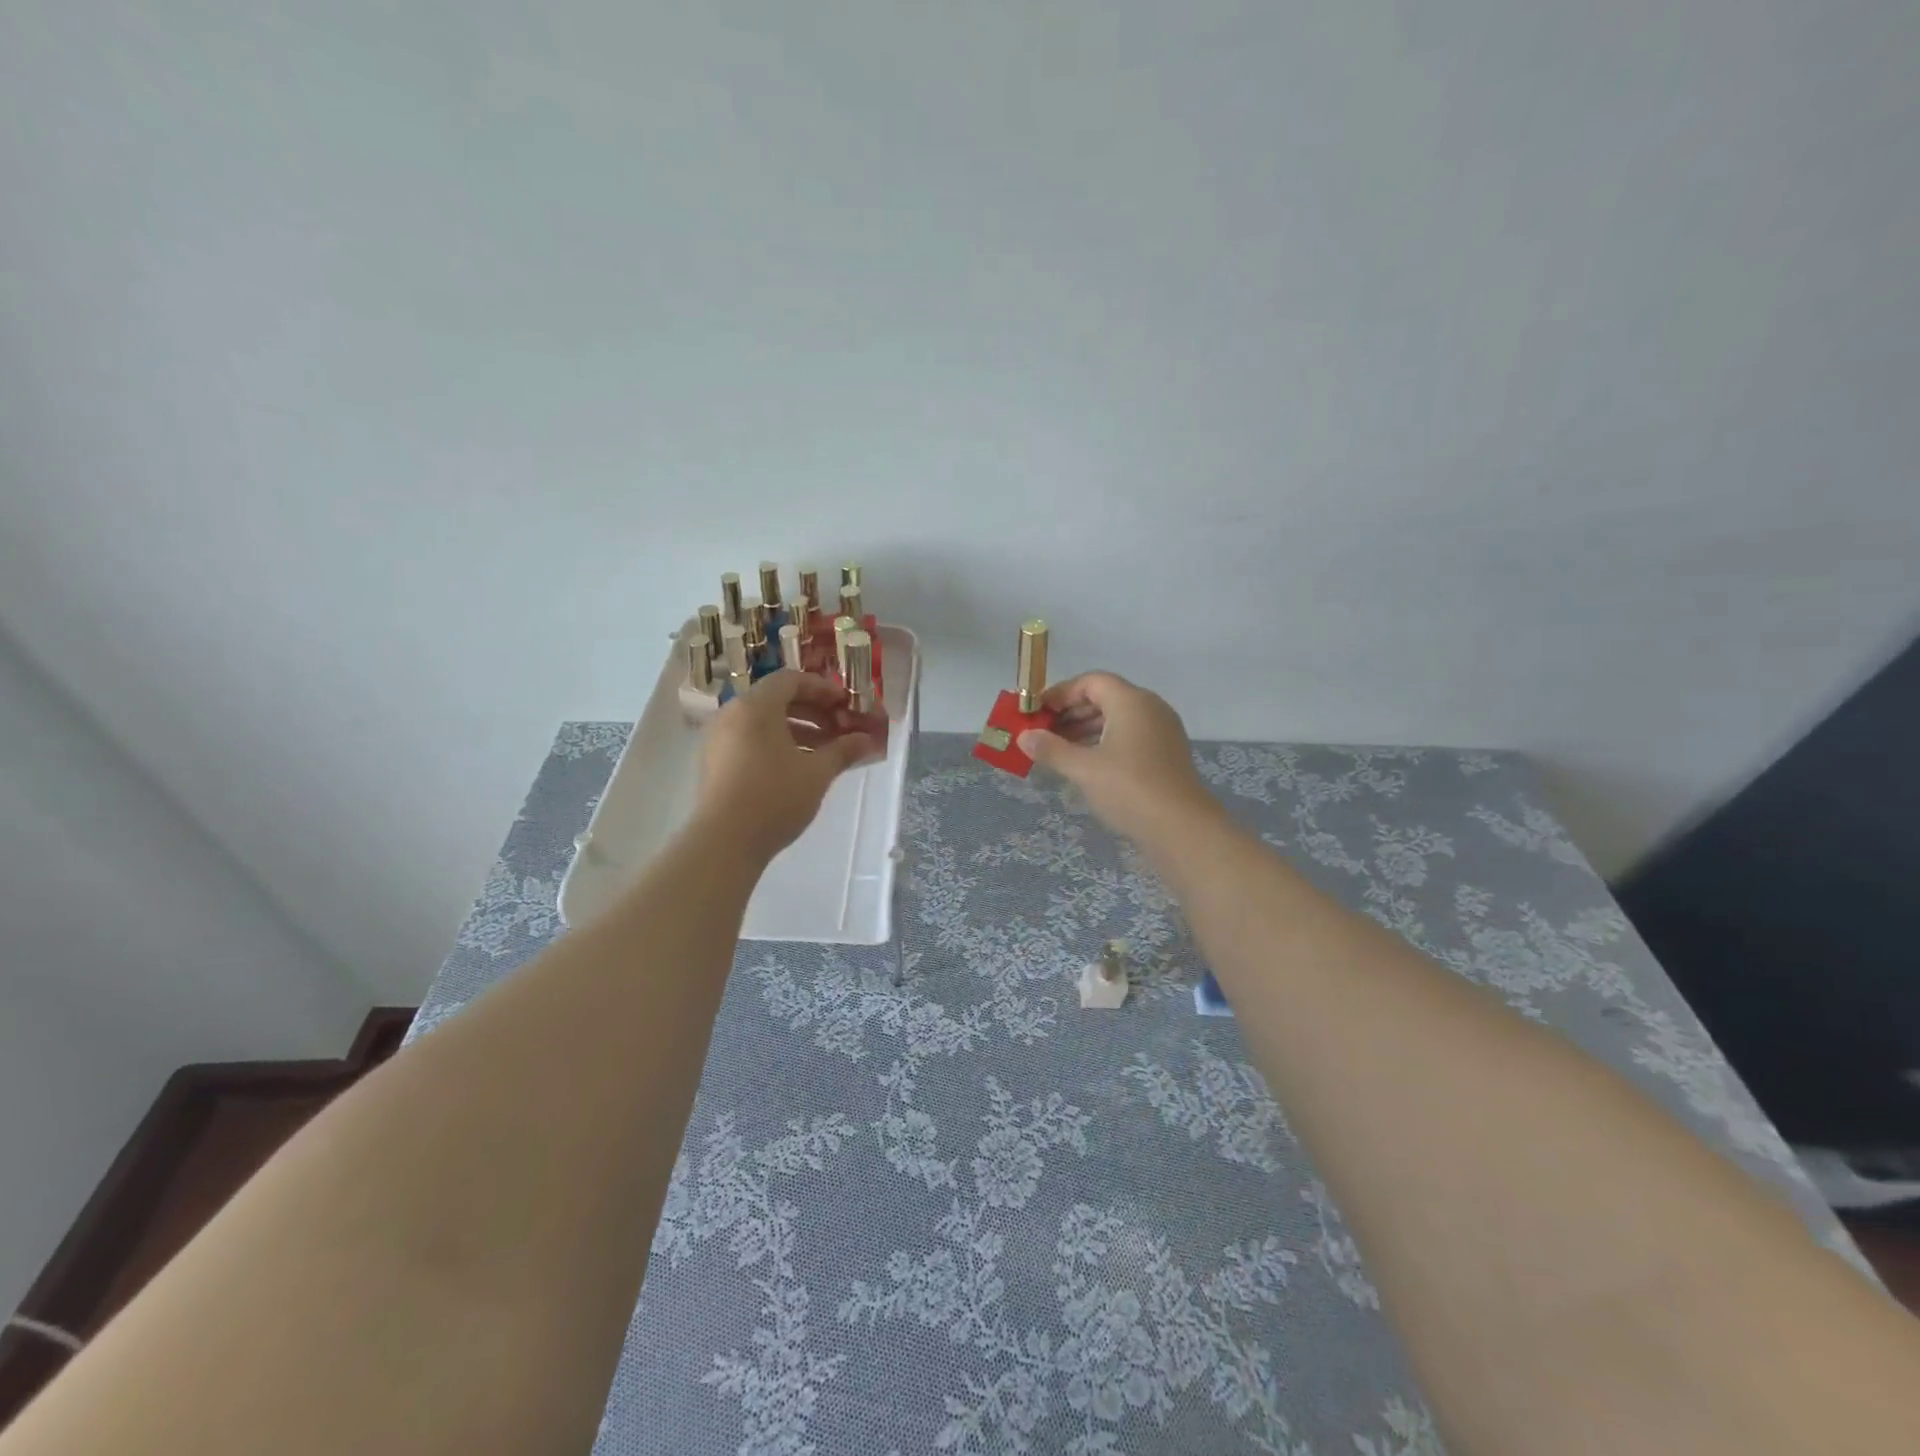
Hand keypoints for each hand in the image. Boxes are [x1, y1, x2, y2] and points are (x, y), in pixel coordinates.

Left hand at [695, 671, 879, 862]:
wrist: (724, 842)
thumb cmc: (775, 797)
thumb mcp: (817, 773)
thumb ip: (843, 750)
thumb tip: (868, 740)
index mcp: (756, 706)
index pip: (791, 680)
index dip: (822, 689)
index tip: (846, 705)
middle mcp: (732, 714)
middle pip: (775, 699)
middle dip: (812, 711)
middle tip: (839, 728)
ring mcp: (718, 739)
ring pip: (762, 722)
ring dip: (796, 730)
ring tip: (823, 752)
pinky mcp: (713, 762)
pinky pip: (749, 740)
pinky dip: (775, 744)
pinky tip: (797, 768)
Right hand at [1018, 672, 1224, 842]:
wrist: (1182, 828)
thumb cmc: (1129, 789)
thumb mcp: (1083, 769)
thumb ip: (1051, 749)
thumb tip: (1024, 737)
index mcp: (1131, 701)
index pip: (1091, 682)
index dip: (1061, 693)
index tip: (1037, 712)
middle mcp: (1150, 708)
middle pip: (1105, 697)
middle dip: (1071, 712)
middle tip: (1043, 732)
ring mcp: (1162, 731)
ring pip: (1117, 718)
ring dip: (1086, 729)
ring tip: (1059, 750)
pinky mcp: (1166, 754)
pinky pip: (1130, 736)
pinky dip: (1105, 742)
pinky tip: (1087, 764)